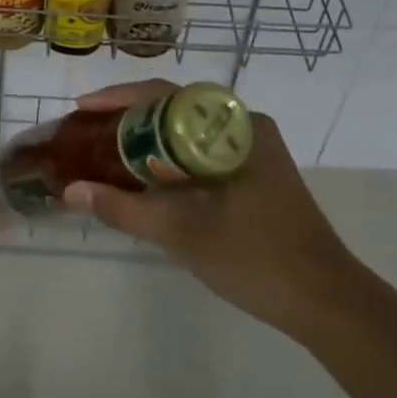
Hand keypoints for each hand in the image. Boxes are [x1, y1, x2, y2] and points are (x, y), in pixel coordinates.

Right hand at [61, 80, 354, 335]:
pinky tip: (145, 179)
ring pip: (186, 131)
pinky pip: (200, 151)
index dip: (118, 98)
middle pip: (174, 108)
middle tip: (88, 132)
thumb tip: (70, 191)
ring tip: (107, 152)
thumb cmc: (255, 258)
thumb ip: (123, 209)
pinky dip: (169, 160)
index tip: (82, 108)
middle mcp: (245, 126)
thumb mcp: (181, 233)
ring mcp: (253, 150)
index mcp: (235, 126)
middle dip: (128, 118)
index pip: (165, 94)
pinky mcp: (255, 173)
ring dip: (147, 140)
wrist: (326, 302)